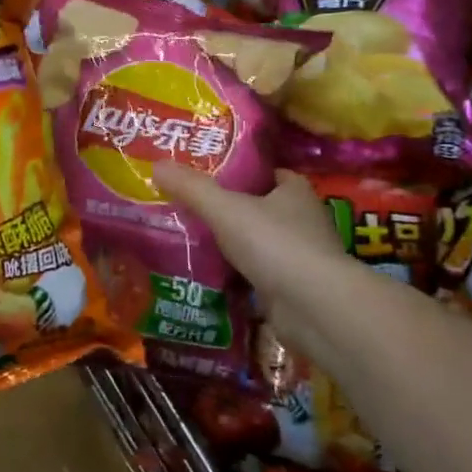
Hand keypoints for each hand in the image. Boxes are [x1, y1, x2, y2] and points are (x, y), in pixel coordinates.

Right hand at [150, 163, 342, 316]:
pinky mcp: (295, 289)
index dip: (239, 172)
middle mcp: (304, 220)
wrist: (315, 307)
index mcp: (295, 191)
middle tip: (190, 208)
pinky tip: (211, 277)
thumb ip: (191, 188)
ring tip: (193, 242)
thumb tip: (157, 165)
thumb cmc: (275, 244)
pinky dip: (239, 276)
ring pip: (260, 243)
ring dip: (235, 245)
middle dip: (231, 210)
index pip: (266, 173)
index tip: (207, 175)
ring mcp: (302, 257)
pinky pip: (260, 275)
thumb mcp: (225, 209)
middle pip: (261, 208)